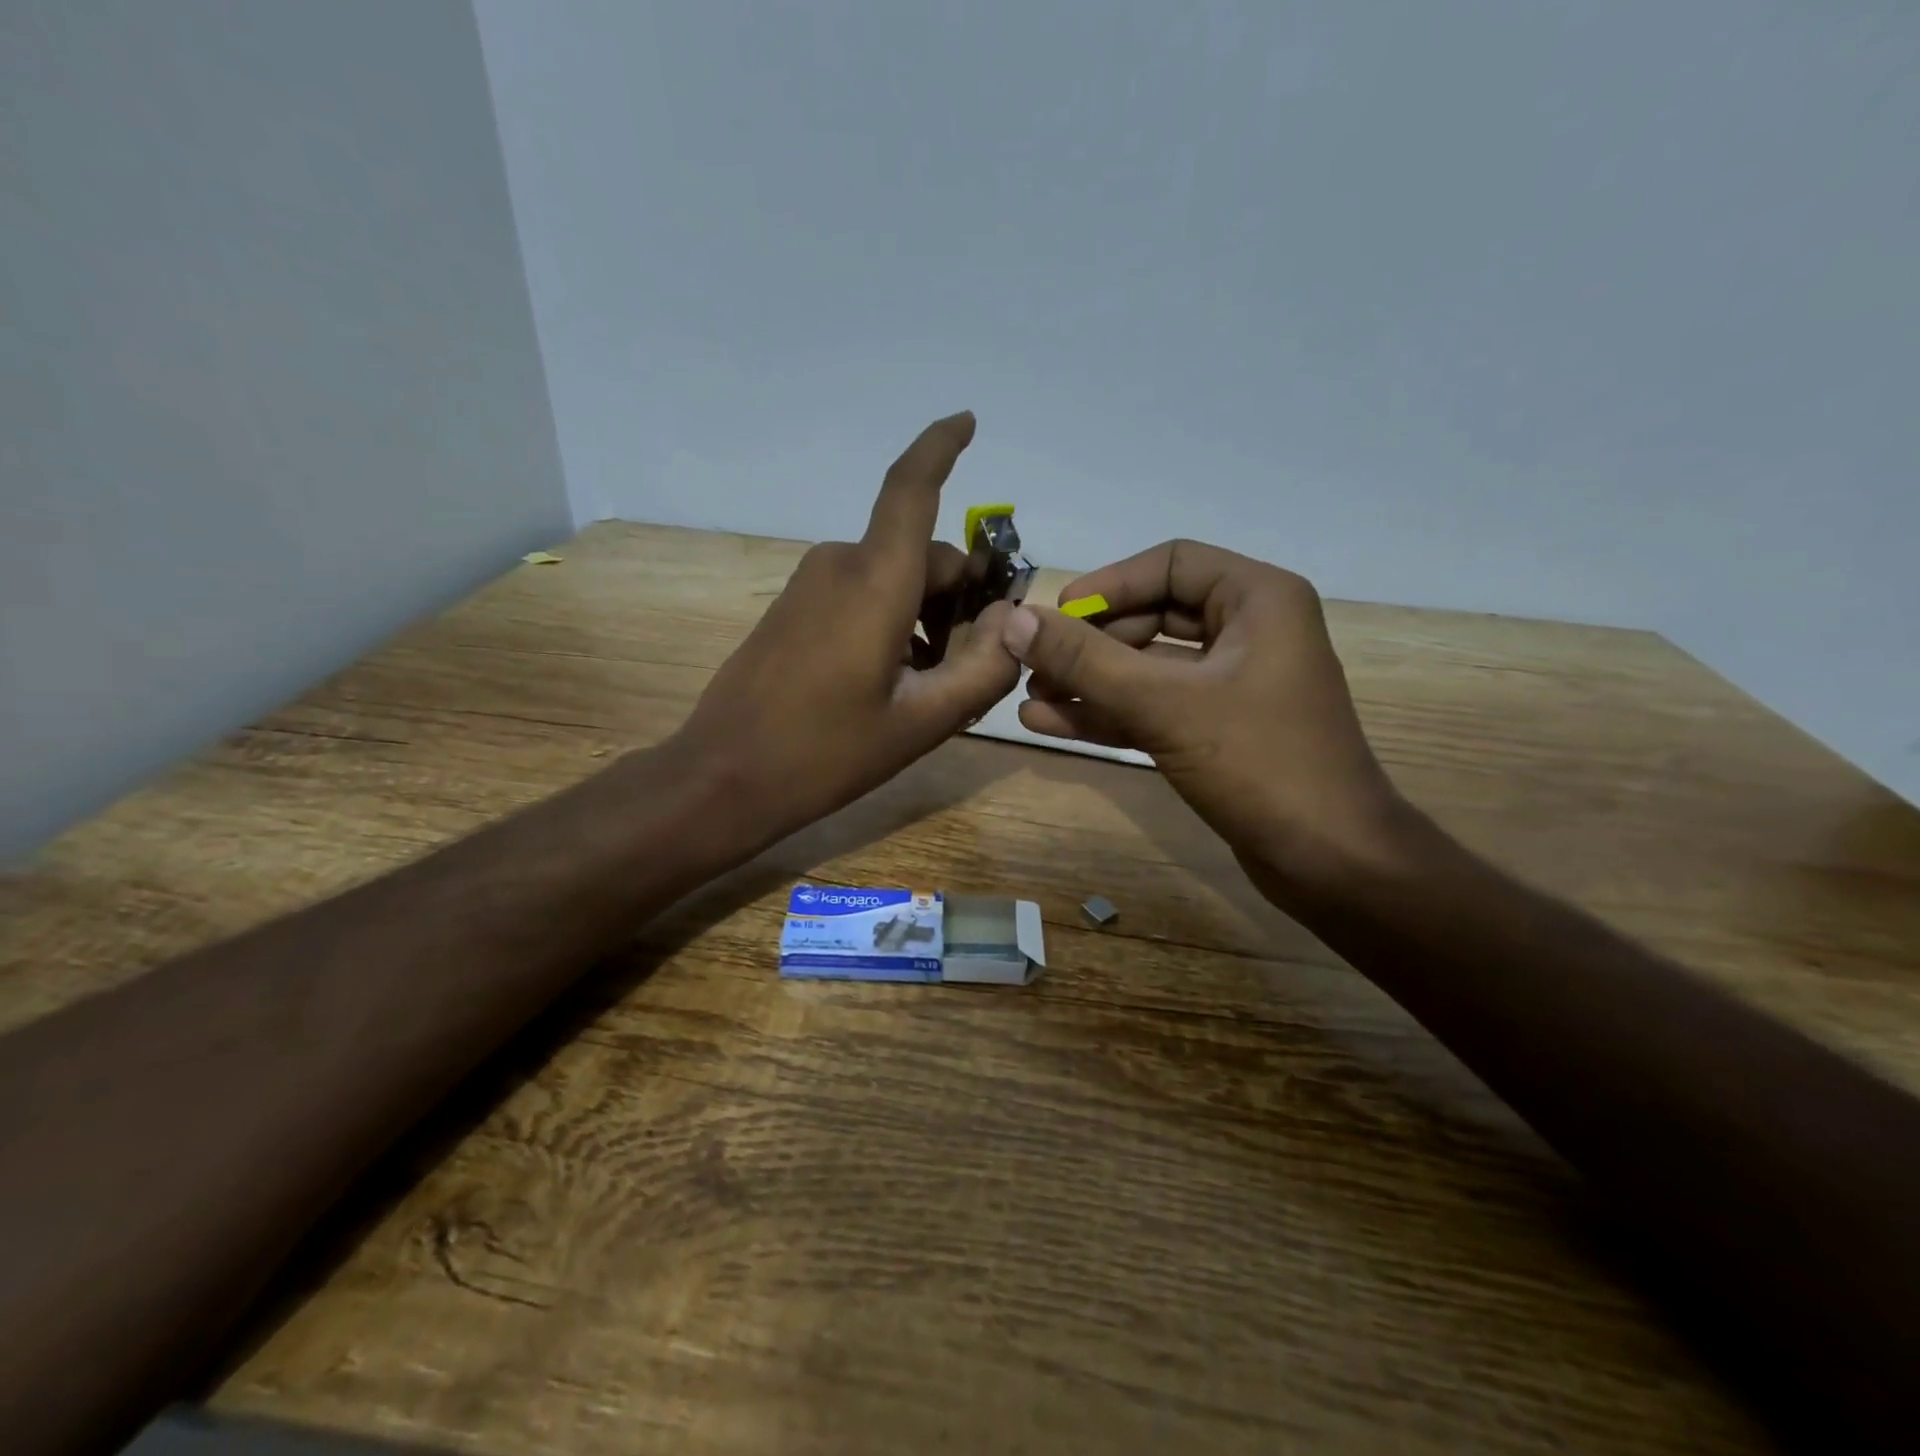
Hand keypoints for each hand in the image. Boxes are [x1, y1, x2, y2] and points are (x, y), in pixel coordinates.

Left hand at [678, 412, 1020, 840]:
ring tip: (932, 685)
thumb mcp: (922, 722)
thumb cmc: (826, 752)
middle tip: (974, 665)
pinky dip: (895, 620)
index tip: (968, 421)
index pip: (911, 488)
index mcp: (875, 582)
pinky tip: (894, 679)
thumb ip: (983, 669)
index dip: (940, 446)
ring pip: (895, 576)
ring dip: (928, 615)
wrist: (726, 776)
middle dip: (961, 596)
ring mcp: (811, 585)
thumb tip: (1010, 623)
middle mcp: (841, 566)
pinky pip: (862, 594)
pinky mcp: (795, 607)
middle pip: (923, 554)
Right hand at [1000, 539, 1401, 892]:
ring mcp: (1234, 684)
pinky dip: (1110, 713)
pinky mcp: (1220, 730)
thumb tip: (1014, 620)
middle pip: (1153, 616)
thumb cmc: (1259, 763)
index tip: (1056, 615)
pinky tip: (1052, 724)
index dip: (1109, 586)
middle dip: (1091, 644)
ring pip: (1149, 668)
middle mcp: (1249, 631)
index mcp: (1258, 599)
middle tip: (1035, 667)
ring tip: (1032, 700)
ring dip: (1092, 682)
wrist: (1330, 861)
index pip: (1170, 564)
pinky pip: (1157, 706)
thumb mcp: (1164, 704)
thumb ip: (1085, 661)